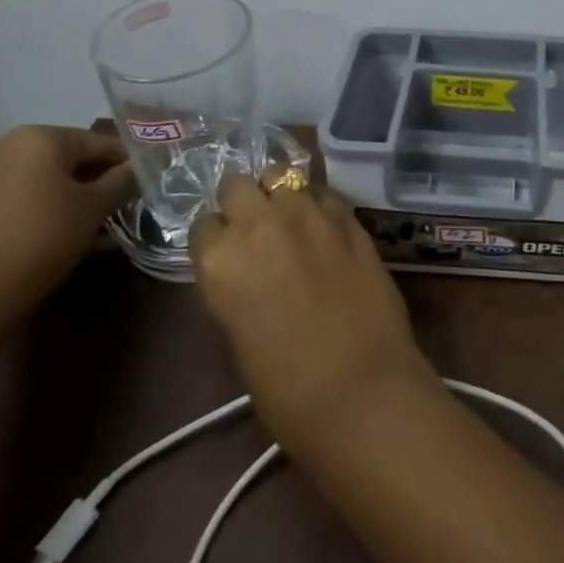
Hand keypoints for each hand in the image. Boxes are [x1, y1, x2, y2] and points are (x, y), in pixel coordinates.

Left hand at [0, 125, 133, 326]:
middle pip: (70, 160)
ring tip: (99, 228)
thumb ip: (123, 180)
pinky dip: (46, 210)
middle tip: (123, 207)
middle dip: (99, 183)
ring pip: (45, 181)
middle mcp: (7, 145)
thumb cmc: (44, 237)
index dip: (128, 163)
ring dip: (74, 199)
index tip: (147, 183)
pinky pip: (21, 198)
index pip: (99, 142)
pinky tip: (66, 236)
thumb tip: (138, 168)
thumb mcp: (96, 207)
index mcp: (40, 137)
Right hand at [193, 176, 435, 450]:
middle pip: (238, 186)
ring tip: (289, 219)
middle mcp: (258, 223)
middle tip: (256, 228)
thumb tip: (247, 269)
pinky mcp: (347, 215)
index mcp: (219, 260)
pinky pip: (322, 191)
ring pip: (281, 175)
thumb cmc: (286, 387)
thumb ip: (236, 286)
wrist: (359, 386)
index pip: (204, 225)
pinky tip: (323, 224)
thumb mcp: (238, 335)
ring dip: (280, 194)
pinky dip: (317, 201)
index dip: (217, 238)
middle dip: (243, 202)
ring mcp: (307, 213)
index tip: (227, 251)